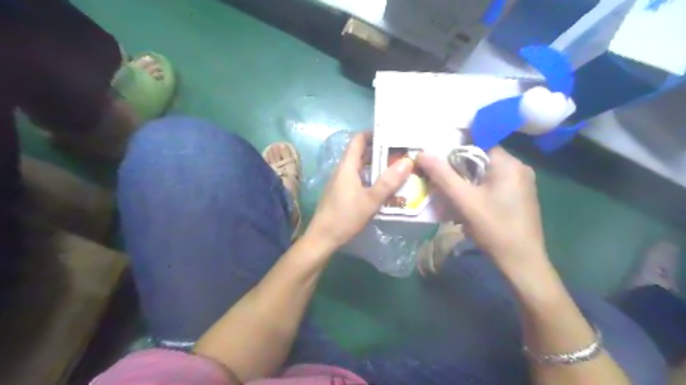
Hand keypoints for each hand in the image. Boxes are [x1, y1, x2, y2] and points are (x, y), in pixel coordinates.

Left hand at [307, 132, 412, 250]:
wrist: (322, 238)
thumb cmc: (345, 217)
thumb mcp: (370, 200)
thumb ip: (388, 182)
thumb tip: (407, 161)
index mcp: (347, 167)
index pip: (358, 140)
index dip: (373, 133)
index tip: (392, 133)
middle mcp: (342, 170)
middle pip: (360, 153)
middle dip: (379, 150)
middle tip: (400, 152)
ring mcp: (340, 182)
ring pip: (360, 167)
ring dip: (376, 165)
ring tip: (396, 167)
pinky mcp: (341, 193)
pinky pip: (358, 179)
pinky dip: (371, 178)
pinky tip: (383, 187)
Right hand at [419, 147, 546, 272]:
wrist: (522, 262)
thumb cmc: (494, 228)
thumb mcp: (464, 200)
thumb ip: (442, 175)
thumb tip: (422, 153)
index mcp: (509, 163)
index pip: (479, 142)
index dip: (455, 147)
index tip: (437, 155)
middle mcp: (519, 168)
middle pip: (481, 157)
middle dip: (459, 166)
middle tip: (439, 177)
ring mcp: (521, 183)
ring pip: (486, 172)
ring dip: (467, 179)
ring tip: (449, 191)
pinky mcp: (519, 197)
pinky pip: (493, 184)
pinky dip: (477, 188)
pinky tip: (467, 203)